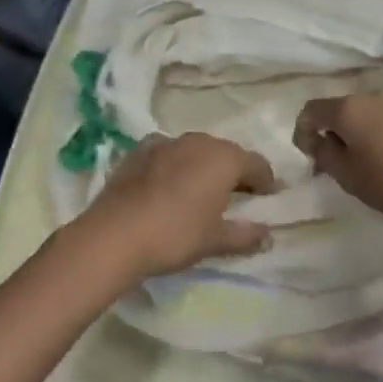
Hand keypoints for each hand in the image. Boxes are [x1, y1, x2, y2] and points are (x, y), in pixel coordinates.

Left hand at [71, 133, 275, 283]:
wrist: (114, 235)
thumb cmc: (175, 235)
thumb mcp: (215, 240)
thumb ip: (246, 235)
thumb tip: (268, 235)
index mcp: (224, 158)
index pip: (257, 164)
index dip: (266, 182)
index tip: (266, 199)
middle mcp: (198, 141)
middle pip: (226, 153)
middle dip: (234, 172)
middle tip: (235, 197)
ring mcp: (166, 142)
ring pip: (196, 150)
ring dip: (203, 166)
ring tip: (200, 191)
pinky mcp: (139, 150)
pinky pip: (167, 153)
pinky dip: (174, 164)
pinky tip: (167, 184)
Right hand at [293, 93, 382, 220]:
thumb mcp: (345, 174)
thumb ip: (322, 152)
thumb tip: (315, 138)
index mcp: (347, 108)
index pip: (311, 110)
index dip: (302, 130)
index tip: (309, 155)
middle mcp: (372, 95)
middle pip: (341, 109)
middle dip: (333, 131)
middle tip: (337, 161)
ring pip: (368, 112)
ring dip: (361, 131)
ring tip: (368, 158)